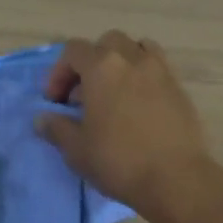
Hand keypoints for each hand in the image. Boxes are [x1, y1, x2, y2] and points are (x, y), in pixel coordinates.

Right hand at [34, 32, 216, 216]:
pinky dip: (143, 76)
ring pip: (137, 48)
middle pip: (107, 42)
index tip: (56, 101)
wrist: (176, 179)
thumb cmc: (119, 161)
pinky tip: (138, 106)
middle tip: (84, 94)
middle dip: (91, 62)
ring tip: (114, 92)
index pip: (74, 50)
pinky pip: (158, 68)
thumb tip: (42, 119)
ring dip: (121, 62)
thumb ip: (57, 128)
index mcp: (103, 67)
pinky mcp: (180, 89)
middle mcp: (133, 59)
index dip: (59, 72)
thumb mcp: (76, 150)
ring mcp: (161, 71)